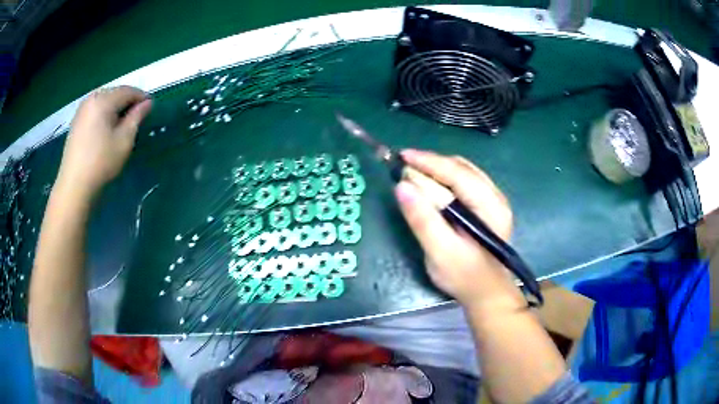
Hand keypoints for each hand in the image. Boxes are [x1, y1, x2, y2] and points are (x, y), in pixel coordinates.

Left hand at [57, 86, 151, 195]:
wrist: (74, 186)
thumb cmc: (102, 162)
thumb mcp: (124, 140)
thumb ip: (137, 117)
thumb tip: (148, 103)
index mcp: (104, 100)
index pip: (128, 91)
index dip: (141, 97)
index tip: (151, 108)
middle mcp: (91, 99)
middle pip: (115, 93)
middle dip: (128, 102)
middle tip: (137, 117)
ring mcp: (81, 110)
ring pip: (104, 101)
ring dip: (115, 108)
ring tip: (123, 123)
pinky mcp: (76, 122)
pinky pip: (95, 110)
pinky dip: (104, 114)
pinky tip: (107, 129)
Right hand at [395, 149, 522, 308]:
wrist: (486, 293)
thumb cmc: (464, 276)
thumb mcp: (440, 251)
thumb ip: (423, 219)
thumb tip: (402, 186)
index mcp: (490, 205)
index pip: (457, 172)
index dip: (429, 162)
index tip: (402, 155)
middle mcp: (495, 196)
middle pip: (461, 168)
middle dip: (431, 163)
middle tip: (403, 166)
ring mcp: (493, 201)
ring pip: (463, 172)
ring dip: (438, 169)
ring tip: (413, 173)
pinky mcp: (486, 207)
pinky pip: (464, 182)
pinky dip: (445, 179)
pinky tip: (431, 186)